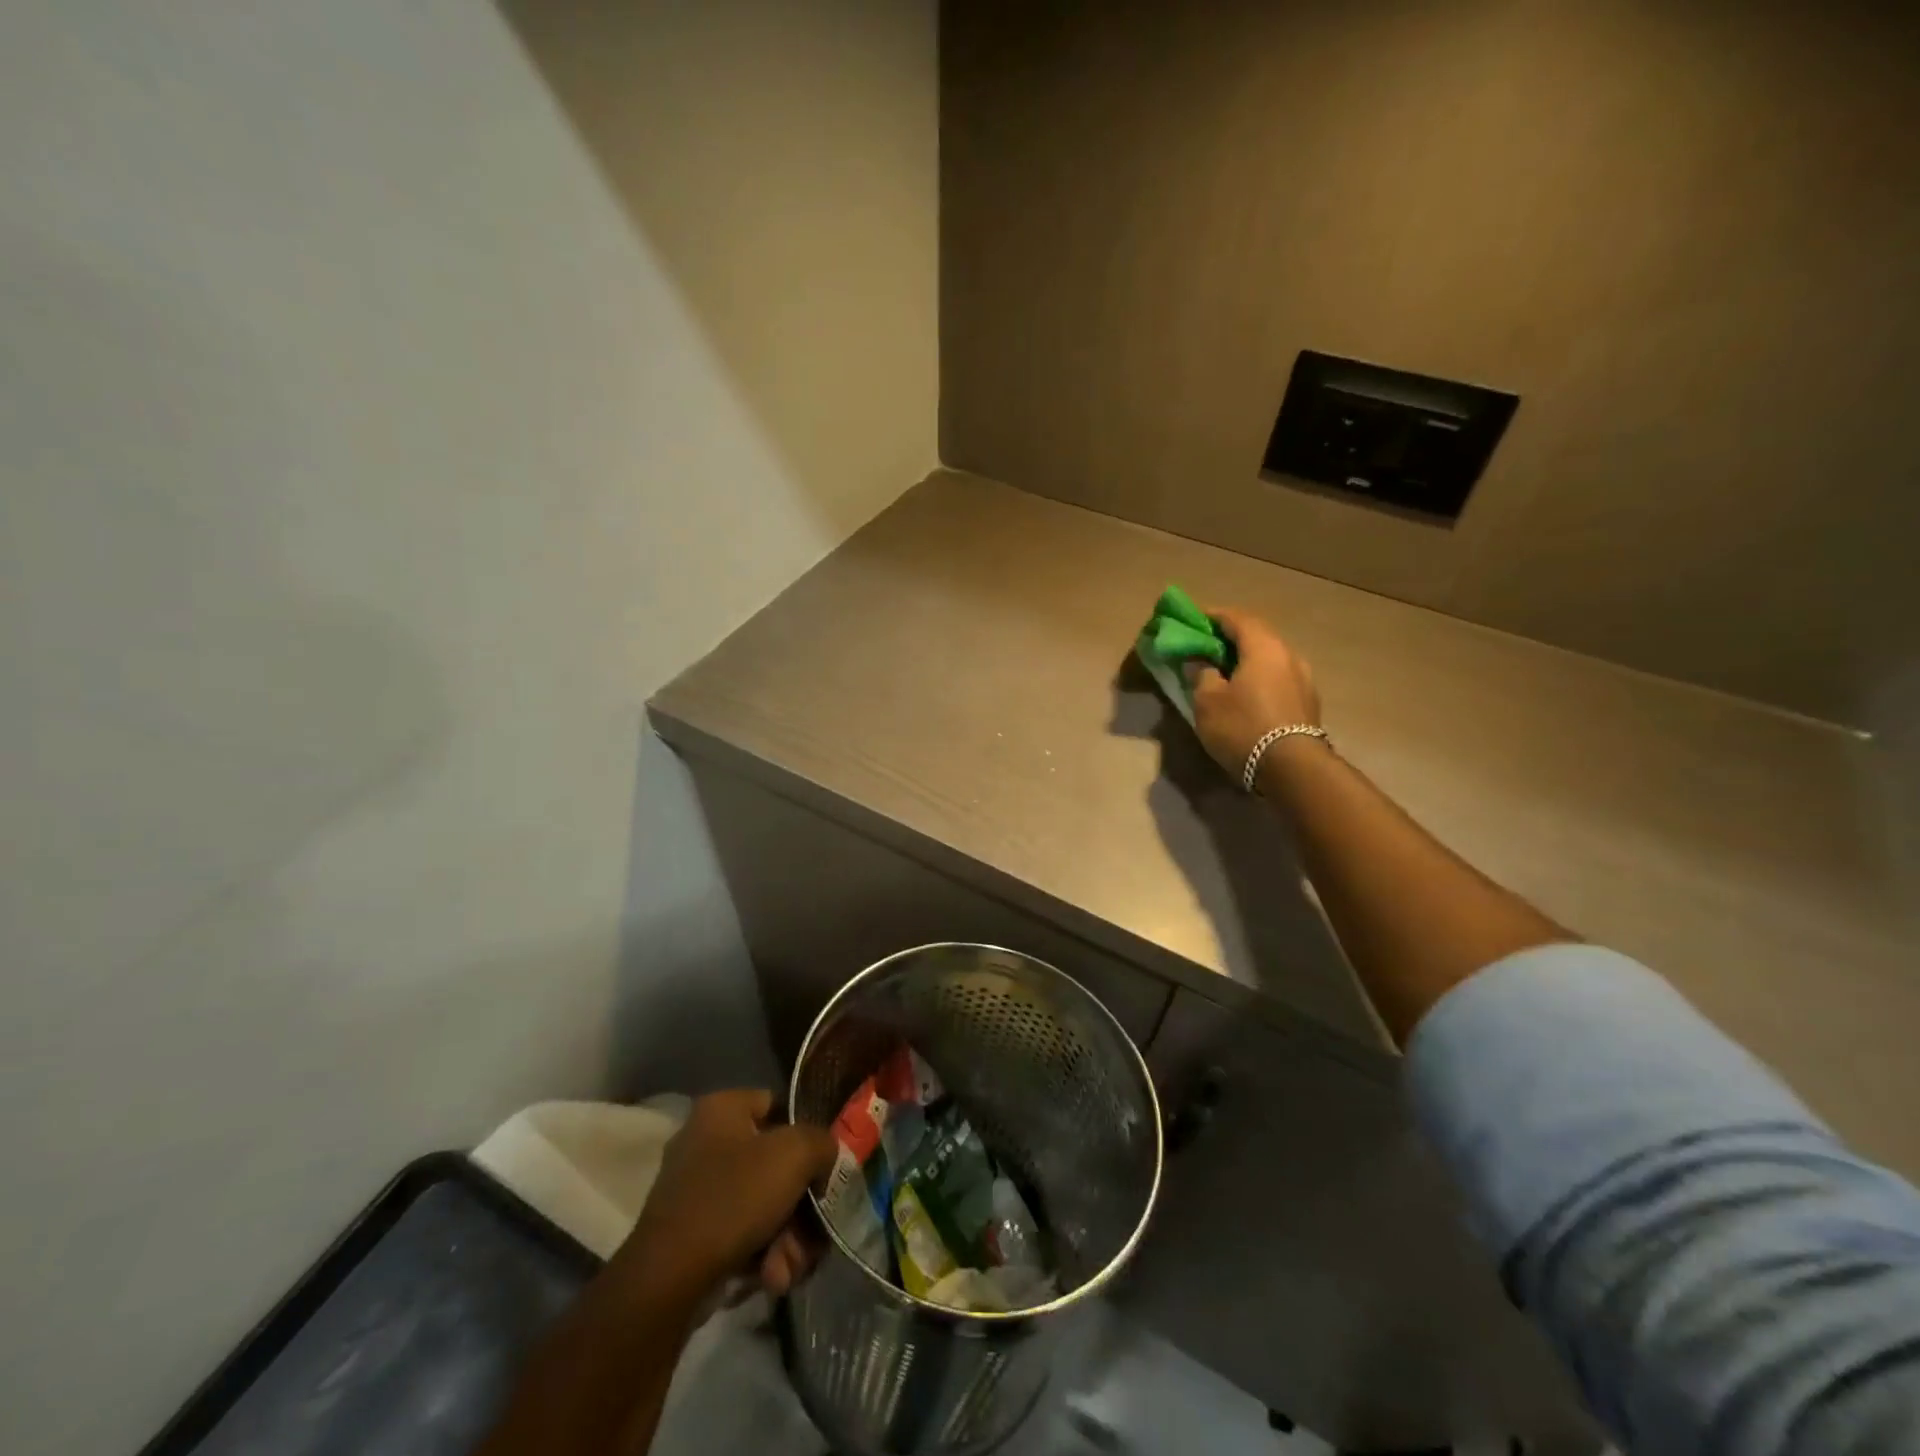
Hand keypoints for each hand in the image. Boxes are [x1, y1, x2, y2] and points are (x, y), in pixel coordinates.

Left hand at [617, 1090, 836, 1306]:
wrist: (668, 1279)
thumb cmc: (734, 1198)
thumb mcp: (795, 1154)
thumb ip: (822, 1143)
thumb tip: (822, 1158)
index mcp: (721, 1108)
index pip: (777, 1105)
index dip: (805, 1134)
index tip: (821, 1168)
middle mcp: (703, 1141)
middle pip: (773, 1165)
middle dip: (798, 1208)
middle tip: (811, 1235)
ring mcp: (694, 1190)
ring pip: (761, 1205)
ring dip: (785, 1239)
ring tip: (787, 1267)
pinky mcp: (689, 1233)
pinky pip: (739, 1234)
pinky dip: (760, 1256)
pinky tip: (769, 1278)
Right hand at [1184, 608, 1321, 778]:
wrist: (1292, 769)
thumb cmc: (1243, 726)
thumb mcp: (1207, 701)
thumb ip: (1201, 675)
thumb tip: (1202, 664)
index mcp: (1263, 646)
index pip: (1236, 618)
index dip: (1212, 616)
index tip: (1193, 620)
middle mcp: (1289, 655)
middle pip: (1257, 636)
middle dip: (1230, 638)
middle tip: (1206, 646)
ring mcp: (1303, 679)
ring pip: (1269, 659)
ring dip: (1247, 660)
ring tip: (1224, 672)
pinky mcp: (1307, 703)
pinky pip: (1277, 679)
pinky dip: (1259, 678)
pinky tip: (1245, 693)